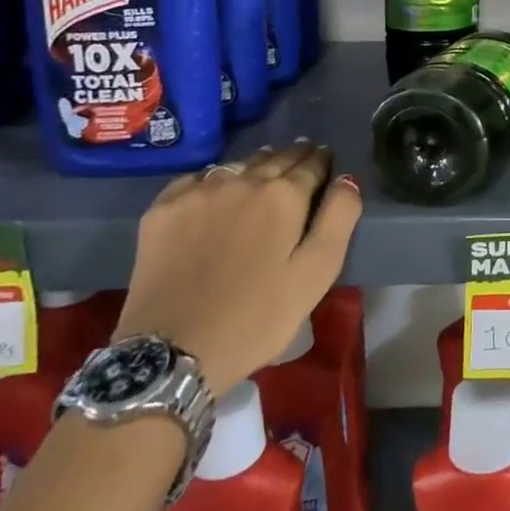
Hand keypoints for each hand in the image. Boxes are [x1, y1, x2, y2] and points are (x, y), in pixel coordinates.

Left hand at [114, 142, 360, 391]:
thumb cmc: (257, 318)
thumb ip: (339, 219)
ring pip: (238, 164)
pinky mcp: (163, 208)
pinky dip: (215, 180)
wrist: (171, 352)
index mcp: (284, 195)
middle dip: (293, 158)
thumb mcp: (316, 274)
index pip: (312, 164)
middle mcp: (242, 180)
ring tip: (265, 171)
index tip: (326, 161)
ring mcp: (198, 191)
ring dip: (257, 165)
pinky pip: (198, 179)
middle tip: (302, 159)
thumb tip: (346, 179)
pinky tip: (217, 192)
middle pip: (275, 158)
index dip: (323, 162)